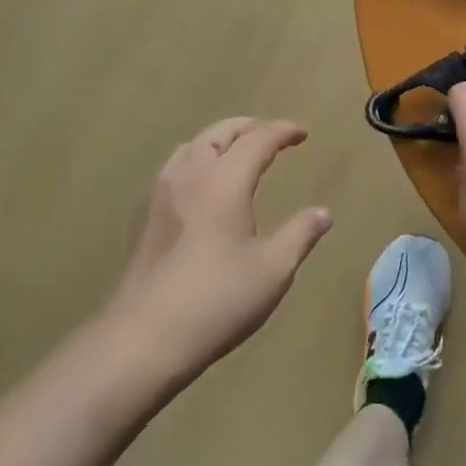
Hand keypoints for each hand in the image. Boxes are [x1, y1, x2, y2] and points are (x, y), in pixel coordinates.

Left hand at [105, 117, 332, 380]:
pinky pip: (174, 168)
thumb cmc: (217, 300)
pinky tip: (203, 188)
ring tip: (237, 154)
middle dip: (249, 128)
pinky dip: (197, 160)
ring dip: (219, 141)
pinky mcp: (143, 215)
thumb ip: (300, 234)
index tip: (302, 133)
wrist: (144, 337)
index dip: (282, 131)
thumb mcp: (273, 270)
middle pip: (220, 133)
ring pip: (192, 146)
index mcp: (224, 181)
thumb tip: (323, 213)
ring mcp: (160, 192)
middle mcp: (190, 175)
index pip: (257, 140)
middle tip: (272, 136)